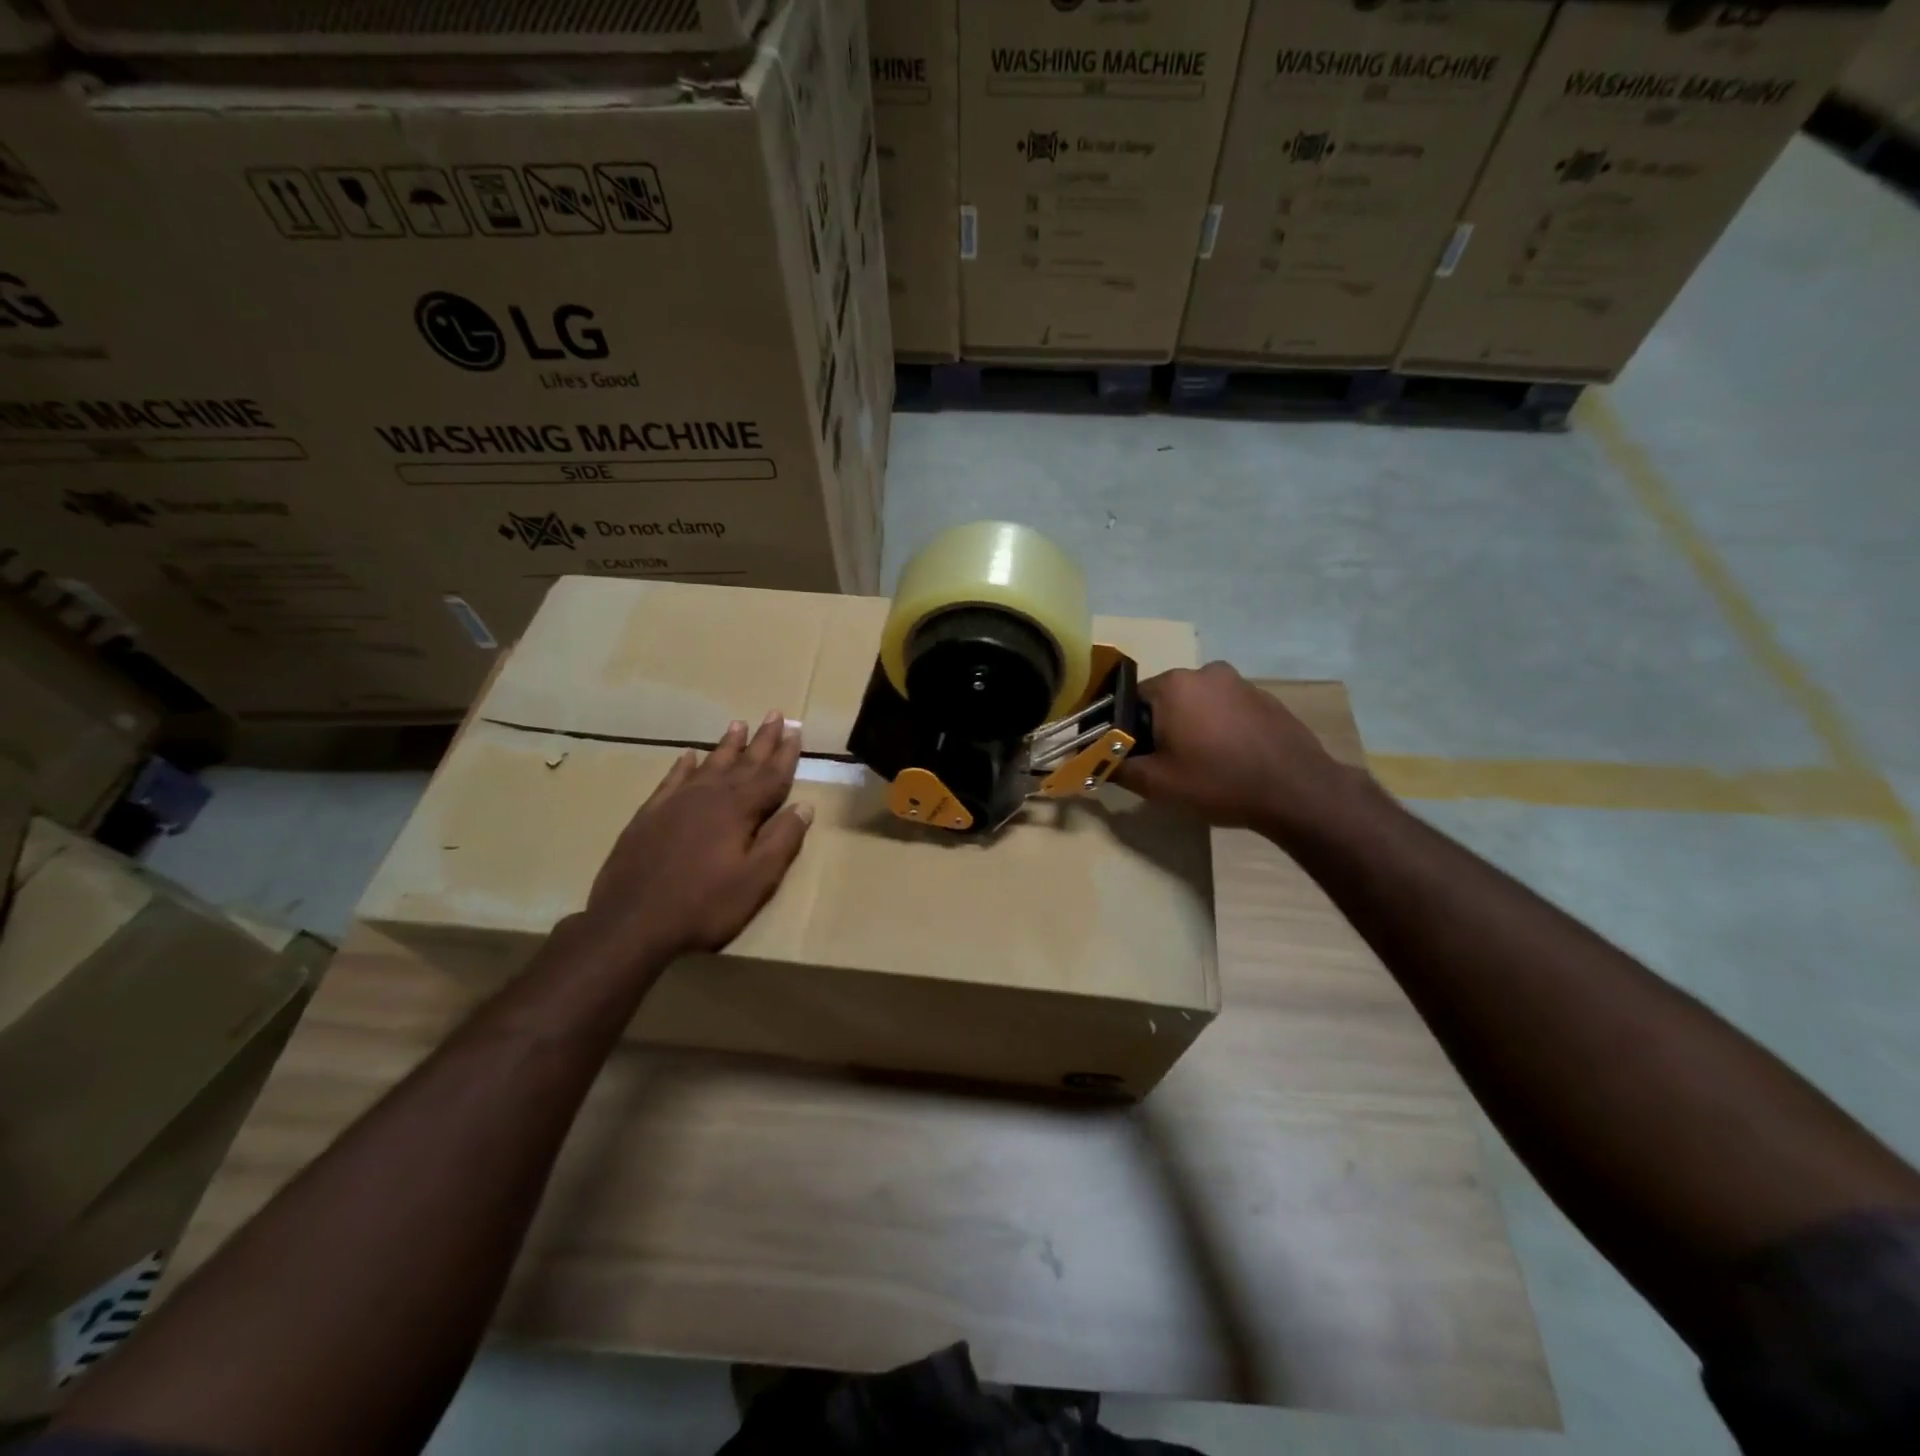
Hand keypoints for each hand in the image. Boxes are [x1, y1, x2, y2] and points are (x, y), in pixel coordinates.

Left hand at [568, 711, 813, 964]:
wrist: (631, 922)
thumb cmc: (704, 905)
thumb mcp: (756, 880)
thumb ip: (782, 840)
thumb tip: (805, 806)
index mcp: (738, 810)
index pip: (770, 776)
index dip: (785, 754)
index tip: (796, 731)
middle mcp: (708, 796)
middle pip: (742, 763)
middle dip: (761, 740)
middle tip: (774, 714)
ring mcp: (675, 803)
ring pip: (708, 765)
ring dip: (726, 746)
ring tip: (738, 724)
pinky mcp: (649, 816)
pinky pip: (672, 780)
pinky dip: (683, 766)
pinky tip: (688, 756)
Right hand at [1115, 662, 1356, 834]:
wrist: (1297, 791)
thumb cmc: (1217, 782)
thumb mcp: (1156, 783)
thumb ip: (1116, 767)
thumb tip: (1090, 759)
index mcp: (1173, 685)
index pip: (1131, 702)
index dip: (1129, 733)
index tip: (1137, 760)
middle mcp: (1205, 672)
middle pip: (1166, 700)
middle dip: (1161, 729)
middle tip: (1168, 767)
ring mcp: (1239, 683)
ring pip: (1198, 705)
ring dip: (1192, 728)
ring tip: (1202, 766)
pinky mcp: (1265, 698)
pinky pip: (1227, 710)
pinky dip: (1220, 729)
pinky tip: (1230, 760)